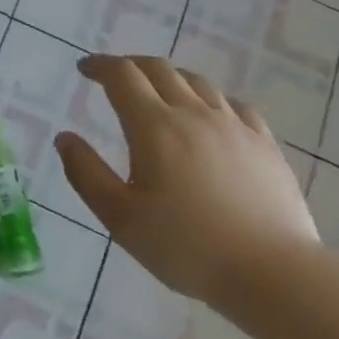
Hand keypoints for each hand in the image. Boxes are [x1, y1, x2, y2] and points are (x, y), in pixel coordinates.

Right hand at [55, 56, 319, 305]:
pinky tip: (208, 116)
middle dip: (130, 65)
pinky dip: (208, 99)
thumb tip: (65, 138)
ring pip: (197, 82)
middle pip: (159, 69)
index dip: (100, 66)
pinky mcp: (265, 144)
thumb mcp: (120, 218)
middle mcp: (194, 113)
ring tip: (156, 92)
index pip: (122, 76)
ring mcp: (234, 126)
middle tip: (113, 77)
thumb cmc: (186, 247)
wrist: (273, 273)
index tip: (84, 69)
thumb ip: (86, 173)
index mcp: (154, 126)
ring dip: (168, 78)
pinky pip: (233, 104)